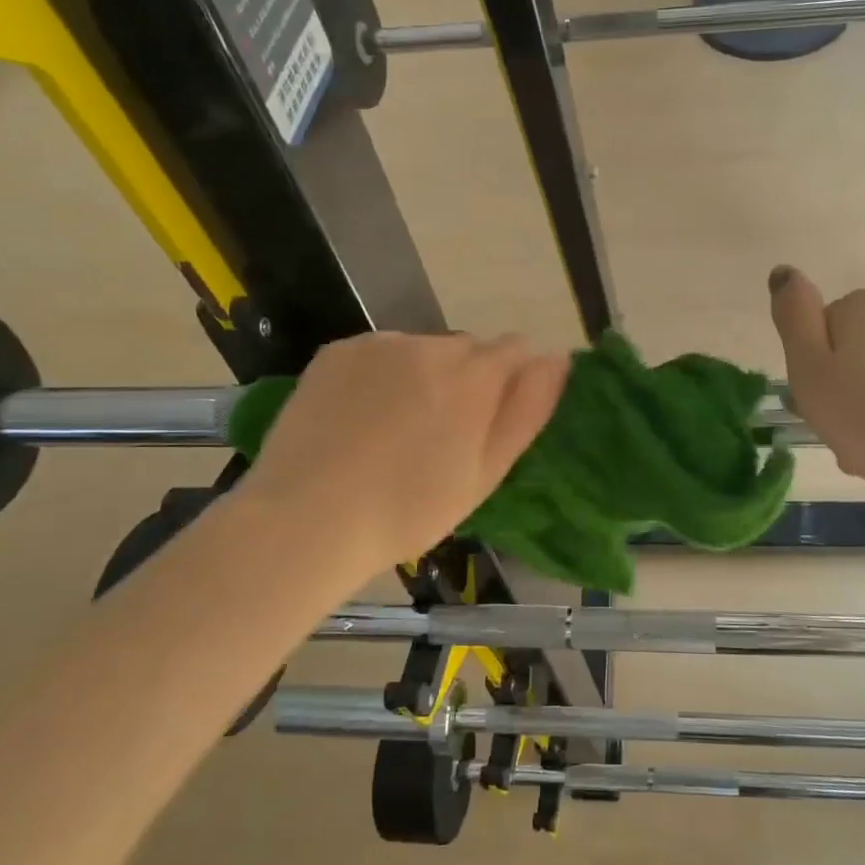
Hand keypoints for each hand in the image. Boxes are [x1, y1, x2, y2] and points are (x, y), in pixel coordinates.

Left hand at [239, 332, 567, 575]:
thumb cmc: (410, 510)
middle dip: (467, 379)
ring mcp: (379, 345)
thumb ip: (527, 410)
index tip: (492, 420)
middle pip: (468, 349)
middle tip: (442, 436)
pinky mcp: (338, 351)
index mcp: (474, 376)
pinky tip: (361, 416)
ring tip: (396, 429)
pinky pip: (379, 353)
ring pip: (421, 350)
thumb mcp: (485, 473)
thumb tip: (557, 359)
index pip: (516, 349)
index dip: (512, 381)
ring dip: (423, 375)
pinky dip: (381, 375)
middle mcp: (430, 345)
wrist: (307, 519)